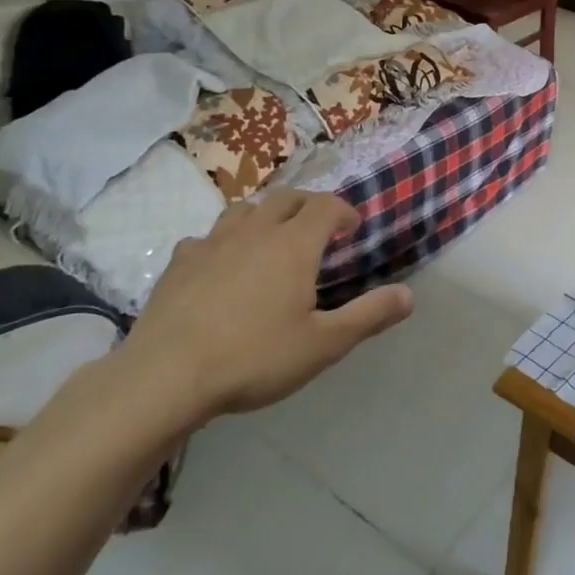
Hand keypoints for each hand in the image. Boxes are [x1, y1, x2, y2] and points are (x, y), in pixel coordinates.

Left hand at [115, 191, 411, 431]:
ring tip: (271, 240)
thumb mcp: (323, 344)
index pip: (326, 206)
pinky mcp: (179, 263)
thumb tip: (409, 296)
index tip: (352, 229)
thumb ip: (369, 316)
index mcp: (294, 244)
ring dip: (265, 216)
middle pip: (286, 198)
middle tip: (318, 230)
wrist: (165, 377)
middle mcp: (255, 231)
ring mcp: (212, 243)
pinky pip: (207, 237)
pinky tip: (220, 266)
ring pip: (244, 210)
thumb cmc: (254, 358)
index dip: (344, 212)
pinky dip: (223, 242)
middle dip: (308, 206)